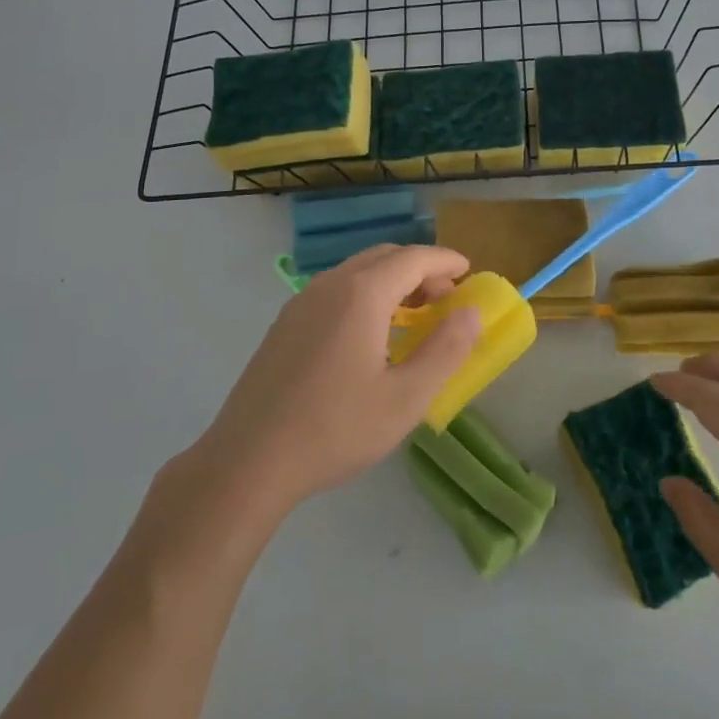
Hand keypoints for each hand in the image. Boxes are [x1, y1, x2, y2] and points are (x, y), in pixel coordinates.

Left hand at [196, 244, 480, 517]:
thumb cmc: (335, 429)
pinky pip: (335, 291)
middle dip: (419, 269)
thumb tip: (470, 313)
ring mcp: (301, 303)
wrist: (248, 461)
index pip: (413, 258)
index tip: (468, 271)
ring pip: (356, 272)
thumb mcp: (405, 398)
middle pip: (384, 257)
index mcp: (361, 294)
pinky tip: (369, 335)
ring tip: (412, 317)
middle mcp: (330, 285)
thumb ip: (445, 351)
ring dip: (391, 282)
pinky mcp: (285, 324)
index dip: (444, 261)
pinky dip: (365, 295)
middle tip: (445, 300)